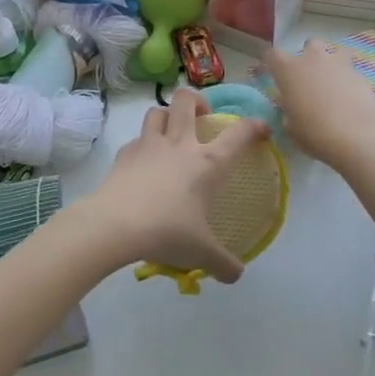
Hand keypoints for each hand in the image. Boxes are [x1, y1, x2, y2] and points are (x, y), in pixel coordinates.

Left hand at [81, 90, 268, 281]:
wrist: (114, 226)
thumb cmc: (167, 232)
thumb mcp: (201, 253)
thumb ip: (223, 263)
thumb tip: (236, 275)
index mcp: (208, 162)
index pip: (239, 133)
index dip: (254, 126)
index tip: (261, 130)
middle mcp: (180, 144)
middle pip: (187, 100)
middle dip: (198, 101)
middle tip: (203, 118)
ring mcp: (149, 146)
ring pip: (158, 111)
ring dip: (168, 116)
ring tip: (172, 132)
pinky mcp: (124, 155)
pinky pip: (136, 139)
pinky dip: (143, 145)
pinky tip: (144, 162)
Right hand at [262, 42, 374, 170]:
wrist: (356, 135)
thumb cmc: (314, 133)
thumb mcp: (291, 128)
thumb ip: (288, 112)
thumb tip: (292, 109)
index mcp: (289, 70)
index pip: (272, 55)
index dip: (272, 63)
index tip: (274, 74)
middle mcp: (313, 60)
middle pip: (309, 44)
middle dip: (309, 56)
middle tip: (309, 77)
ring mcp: (339, 64)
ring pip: (335, 51)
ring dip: (332, 62)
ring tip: (333, 82)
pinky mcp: (360, 74)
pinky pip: (351, 71)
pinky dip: (349, 80)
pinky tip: (351, 98)